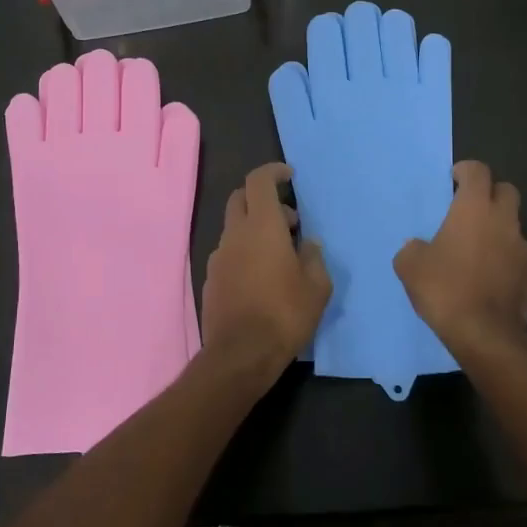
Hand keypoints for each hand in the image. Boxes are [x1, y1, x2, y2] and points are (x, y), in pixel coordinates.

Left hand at [202, 163, 332, 372]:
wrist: (240, 355)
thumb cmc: (285, 314)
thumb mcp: (317, 286)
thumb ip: (313, 256)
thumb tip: (307, 243)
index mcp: (261, 226)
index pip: (259, 181)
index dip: (273, 172)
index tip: (289, 176)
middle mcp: (234, 235)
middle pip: (240, 199)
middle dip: (263, 199)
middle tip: (289, 220)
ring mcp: (218, 257)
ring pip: (234, 228)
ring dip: (254, 229)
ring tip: (280, 255)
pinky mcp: (210, 280)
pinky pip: (228, 254)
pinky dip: (244, 252)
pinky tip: (262, 278)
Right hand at [393, 160, 526, 359]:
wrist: (485, 335)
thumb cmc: (445, 289)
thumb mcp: (410, 266)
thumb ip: (413, 248)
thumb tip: (418, 247)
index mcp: (475, 209)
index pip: (478, 171)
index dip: (465, 171)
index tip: (453, 181)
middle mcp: (504, 221)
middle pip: (506, 191)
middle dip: (490, 194)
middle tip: (469, 211)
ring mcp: (523, 250)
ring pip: (514, 227)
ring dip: (498, 231)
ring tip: (477, 252)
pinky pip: (519, 260)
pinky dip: (506, 262)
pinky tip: (491, 280)